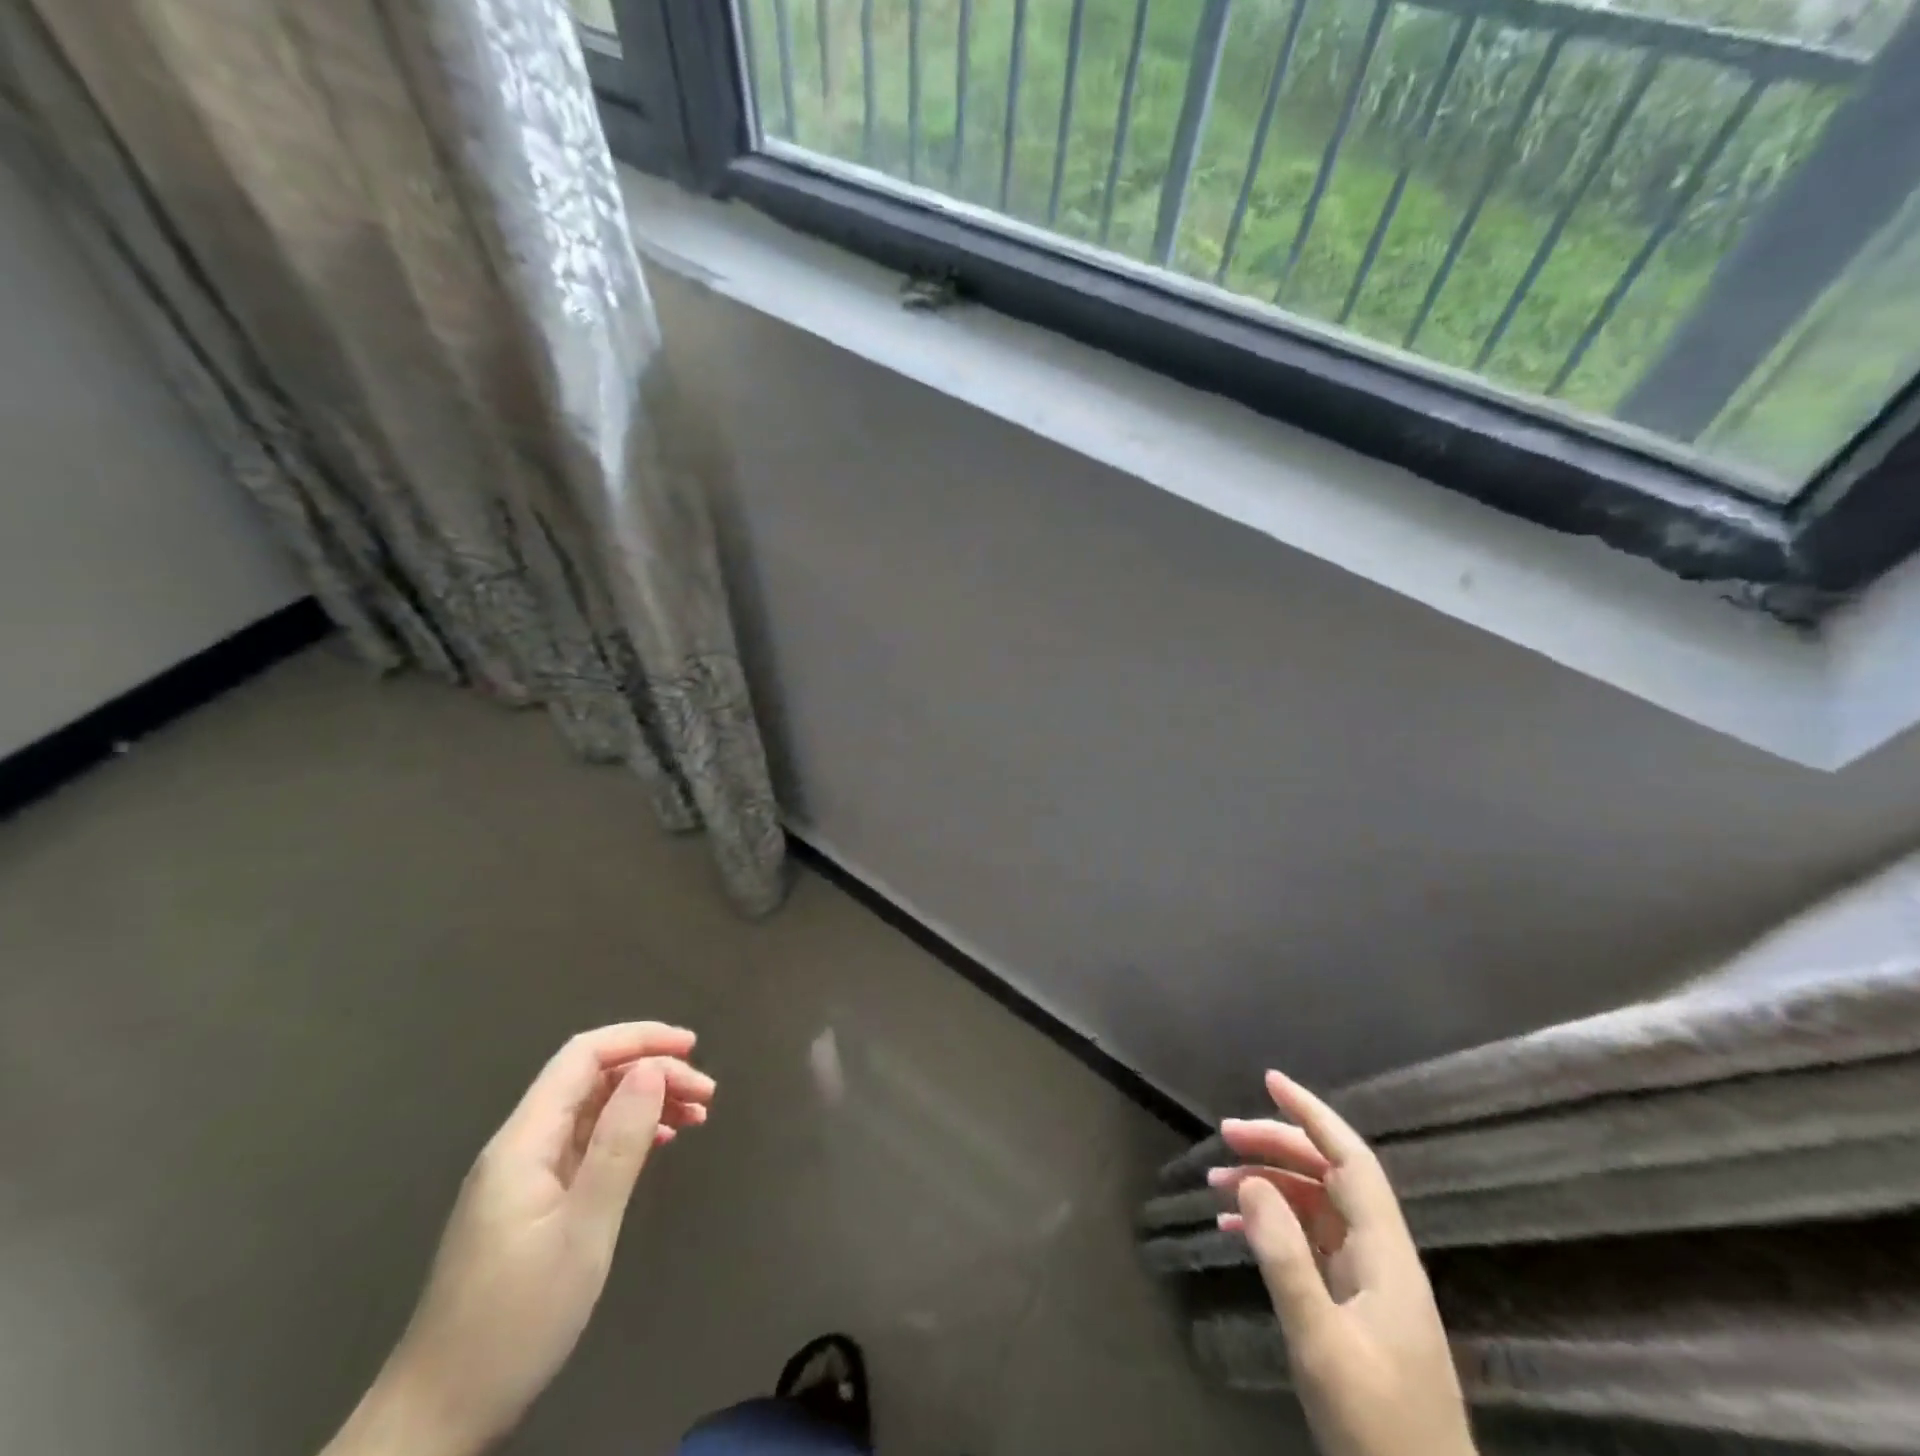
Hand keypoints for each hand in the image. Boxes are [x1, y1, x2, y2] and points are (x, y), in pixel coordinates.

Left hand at [324, 1023, 715, 1455]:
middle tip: (706, 1095)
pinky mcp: (531, 1204)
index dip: (639, 1039)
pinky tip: (659, 1144)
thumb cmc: (516, 1320)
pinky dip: (628, 1134)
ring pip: (592, 1111)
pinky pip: (586, 1145)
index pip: (583, 1056)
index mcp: (524, 1141)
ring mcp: (524, 1176)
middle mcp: (521, 1146)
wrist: (439, 1416)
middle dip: (652, 1072)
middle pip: (592, 1080)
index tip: (692, 1048)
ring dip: (645, 1102)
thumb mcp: (583, 1230)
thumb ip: (619, 1143)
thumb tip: (650, 1069)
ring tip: (696, 1115)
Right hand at [1214, 1071, 1472, 1455]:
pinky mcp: (1353, 1306)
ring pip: (1315, 1206)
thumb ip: (1286, 1260)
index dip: (1313, 1115)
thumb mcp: (1323, 1345)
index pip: (1350, 1160)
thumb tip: (1251, 1182)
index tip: (1270, 1081)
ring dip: (1269, 1184)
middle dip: (1277, 1145)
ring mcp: (1367, 1282)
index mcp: (1386, 1255)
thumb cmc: (1378, 1427)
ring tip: (1217, 1179)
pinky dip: (1271, 1225)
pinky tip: (1233, 1227)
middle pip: (1327, 1176)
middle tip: (1225, 1136)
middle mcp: (1379, 1256)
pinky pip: (1308, 1243)